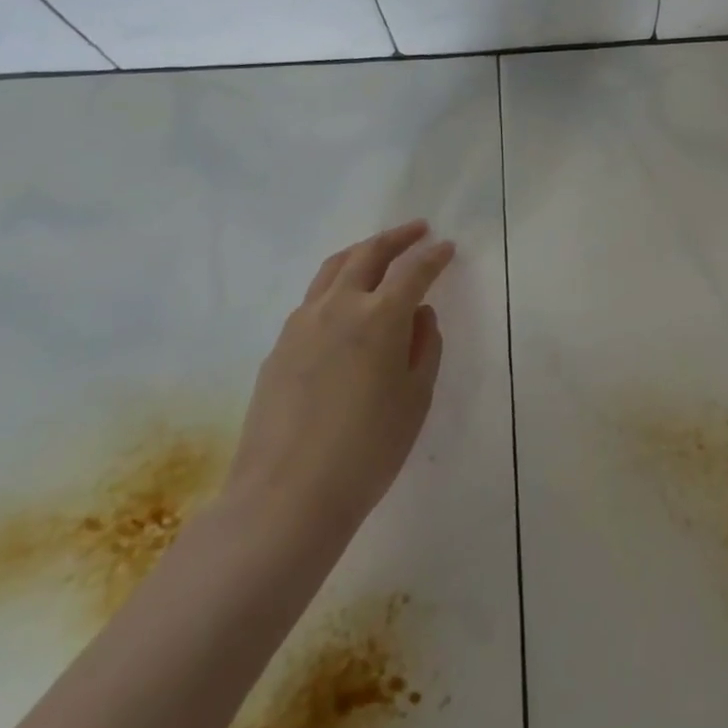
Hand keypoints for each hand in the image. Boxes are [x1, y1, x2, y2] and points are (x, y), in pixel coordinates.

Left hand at [225, 221, 456, 555]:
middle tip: (417, 230)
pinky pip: (312, 299)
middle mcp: (338, 307)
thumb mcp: (415, 397)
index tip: (447, 247)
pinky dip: (337, 284)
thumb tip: (420, 314)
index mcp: (379, 317)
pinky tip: (346, 302)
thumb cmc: (368, 449)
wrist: (287, 496)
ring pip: (333, 269)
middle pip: (368, 254)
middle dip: (396, 238)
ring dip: (362, 252)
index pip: (413, 271)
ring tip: (379, 251)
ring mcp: (301, 324)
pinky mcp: (279, 346)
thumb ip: (425, 346)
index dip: (434, 256)